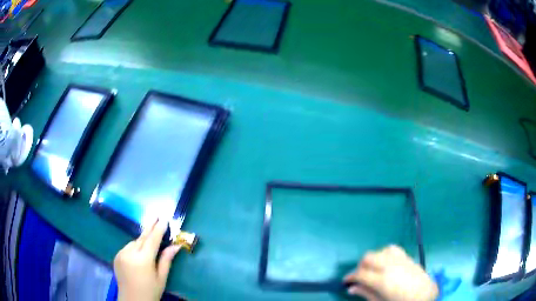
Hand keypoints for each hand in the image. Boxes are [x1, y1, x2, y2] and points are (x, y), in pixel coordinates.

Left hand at [114, 219, 181, 300]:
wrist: (132, 300)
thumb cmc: (150, 291)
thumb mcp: (161, 278)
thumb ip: (166, 260)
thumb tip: (176, 245)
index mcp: (143, 260)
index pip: (152, 240)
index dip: (158, 229)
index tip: (164, 219)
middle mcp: (129, 254)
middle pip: (141, 237)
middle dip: (149, 227)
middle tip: (156, 216)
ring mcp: (121, 254)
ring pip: (134, 242)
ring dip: (142, 240)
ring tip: (150, 240)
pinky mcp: (116, 256)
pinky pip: (127, 247)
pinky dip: (134, 247)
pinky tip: (139, 252)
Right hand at [344, 245, 437, 300]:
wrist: (424, 295)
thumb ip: (365, 294)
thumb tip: (351, 288)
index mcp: (382, 280)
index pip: (360, 273)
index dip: (350, 276)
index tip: (346, 281)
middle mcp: (389, 266)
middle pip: (368, 257)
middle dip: (360, 266)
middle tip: (360, 277)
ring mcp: (399, 259)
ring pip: (379, 251)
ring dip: (373, 259)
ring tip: (373, 270)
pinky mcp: (406, 257)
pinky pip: (392, 249)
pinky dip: (384, 254)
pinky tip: (386, 263)